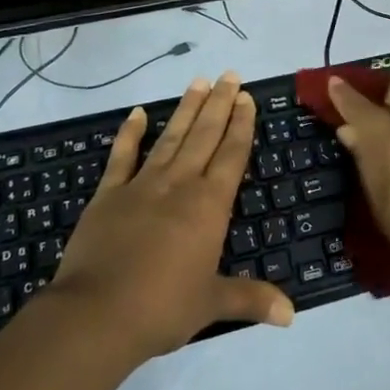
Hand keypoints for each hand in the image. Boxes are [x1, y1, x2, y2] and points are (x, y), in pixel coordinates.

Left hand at [52, 71, 294, 359]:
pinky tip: (136, 113)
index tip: (247, 97)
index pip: (231, 155)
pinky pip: (122, 157)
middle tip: (230, 74)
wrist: (97, 315)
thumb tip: (292, 315)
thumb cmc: (162, 308)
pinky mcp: (108, 195)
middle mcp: (180, 184)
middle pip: (205, 135)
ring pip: (170, 137)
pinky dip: (129, 134)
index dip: (241, 125)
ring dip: (186, 109)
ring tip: (198, 81)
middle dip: (219, 104)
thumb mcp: (212, 304)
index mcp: (209, 205)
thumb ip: (251, 299)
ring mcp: (142, 185)